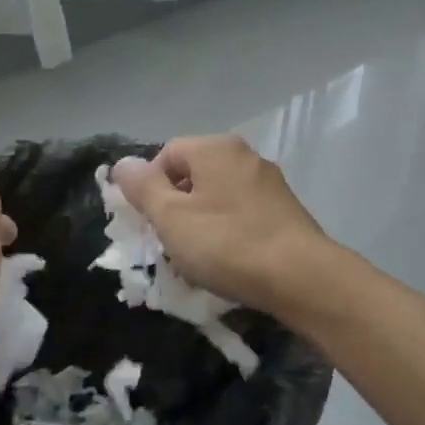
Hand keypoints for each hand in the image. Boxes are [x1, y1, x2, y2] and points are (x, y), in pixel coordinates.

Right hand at [111, 135, 332, 313]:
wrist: (301, 276)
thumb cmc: (227, 243)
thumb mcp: (172, 217)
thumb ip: (144, 188)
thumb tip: (123, 164)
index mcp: (216, 148)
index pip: (167, 153)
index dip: (149, 186)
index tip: (148, 223)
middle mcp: (245, 155)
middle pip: (194, 174)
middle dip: (175, 208)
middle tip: (169, 243)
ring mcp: (269, 182)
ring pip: (218, 197)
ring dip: (200, 223)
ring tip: (196, 259)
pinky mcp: (284, 209)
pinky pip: (242, 213)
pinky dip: (227, 232)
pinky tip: (228, 261)